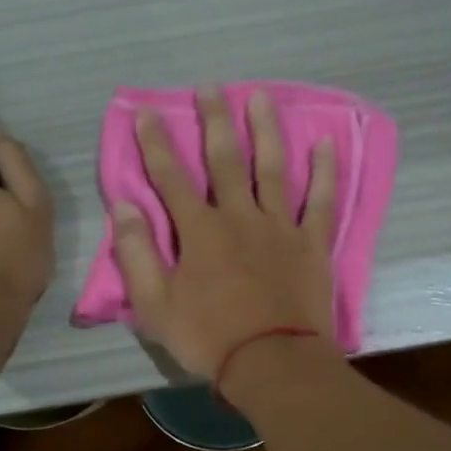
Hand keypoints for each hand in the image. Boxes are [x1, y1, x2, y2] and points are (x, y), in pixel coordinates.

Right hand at [113, 85, 338, 377]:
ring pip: (272, 168)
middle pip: (225, 160)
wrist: (272, 364)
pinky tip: (325, 142)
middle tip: (210, 87)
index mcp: (200, 232)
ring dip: (265, 130)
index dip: (156, 143)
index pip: (171, 177)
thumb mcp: (155, 305)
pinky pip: (320, 201)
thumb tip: (124, 206)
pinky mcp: (311, 244)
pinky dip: (324, 171)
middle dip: (214, 121)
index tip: (147, 112)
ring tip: (260, 97)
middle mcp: (239, 217)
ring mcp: (279, 227)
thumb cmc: (209, 338)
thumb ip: (137, 254)